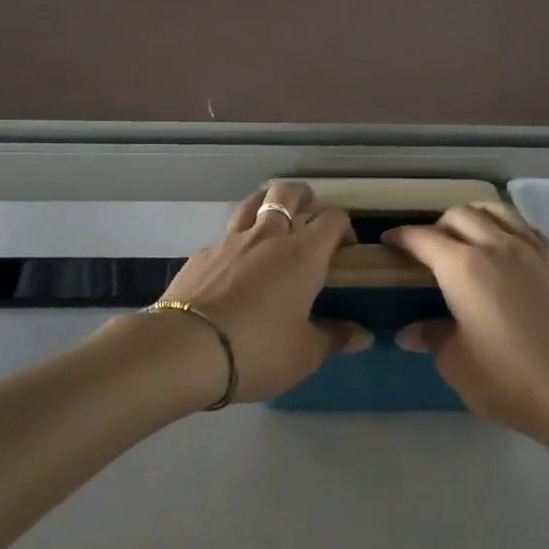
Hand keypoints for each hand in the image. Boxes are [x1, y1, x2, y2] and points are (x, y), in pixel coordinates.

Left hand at [134, 182, 368, 406]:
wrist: (185, 350)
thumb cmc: (258, 350)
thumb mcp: (303, 354)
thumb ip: (334, 338)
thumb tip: (363, 335)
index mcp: (303, 254)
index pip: (332, 218)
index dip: (344, 226)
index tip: (346, 248)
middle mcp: (269, 236)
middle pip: (289, 194)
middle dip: (305, 198)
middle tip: (311, 218)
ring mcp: (230, 241)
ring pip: (253, 202)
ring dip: (267, 204)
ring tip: (273, 223)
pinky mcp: (201, 254)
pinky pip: (226, 235)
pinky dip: (237, 240)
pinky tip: (235, 264)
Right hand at [385, 204, 548, 439]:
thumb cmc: (508, 380)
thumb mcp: (456, 364)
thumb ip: (432, 337)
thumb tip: (410, 331)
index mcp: (463, 267)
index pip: (424, 238)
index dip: (402, 237)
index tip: (389, 242)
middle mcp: (497, 246)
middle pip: (460, 215)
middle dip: (437, 225)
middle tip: (429, 248)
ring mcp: (533, 250)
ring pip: (497, 211)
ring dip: (474, 216)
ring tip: (467, 235)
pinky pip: (527, 228)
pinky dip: (507, 228)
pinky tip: (506, 249)